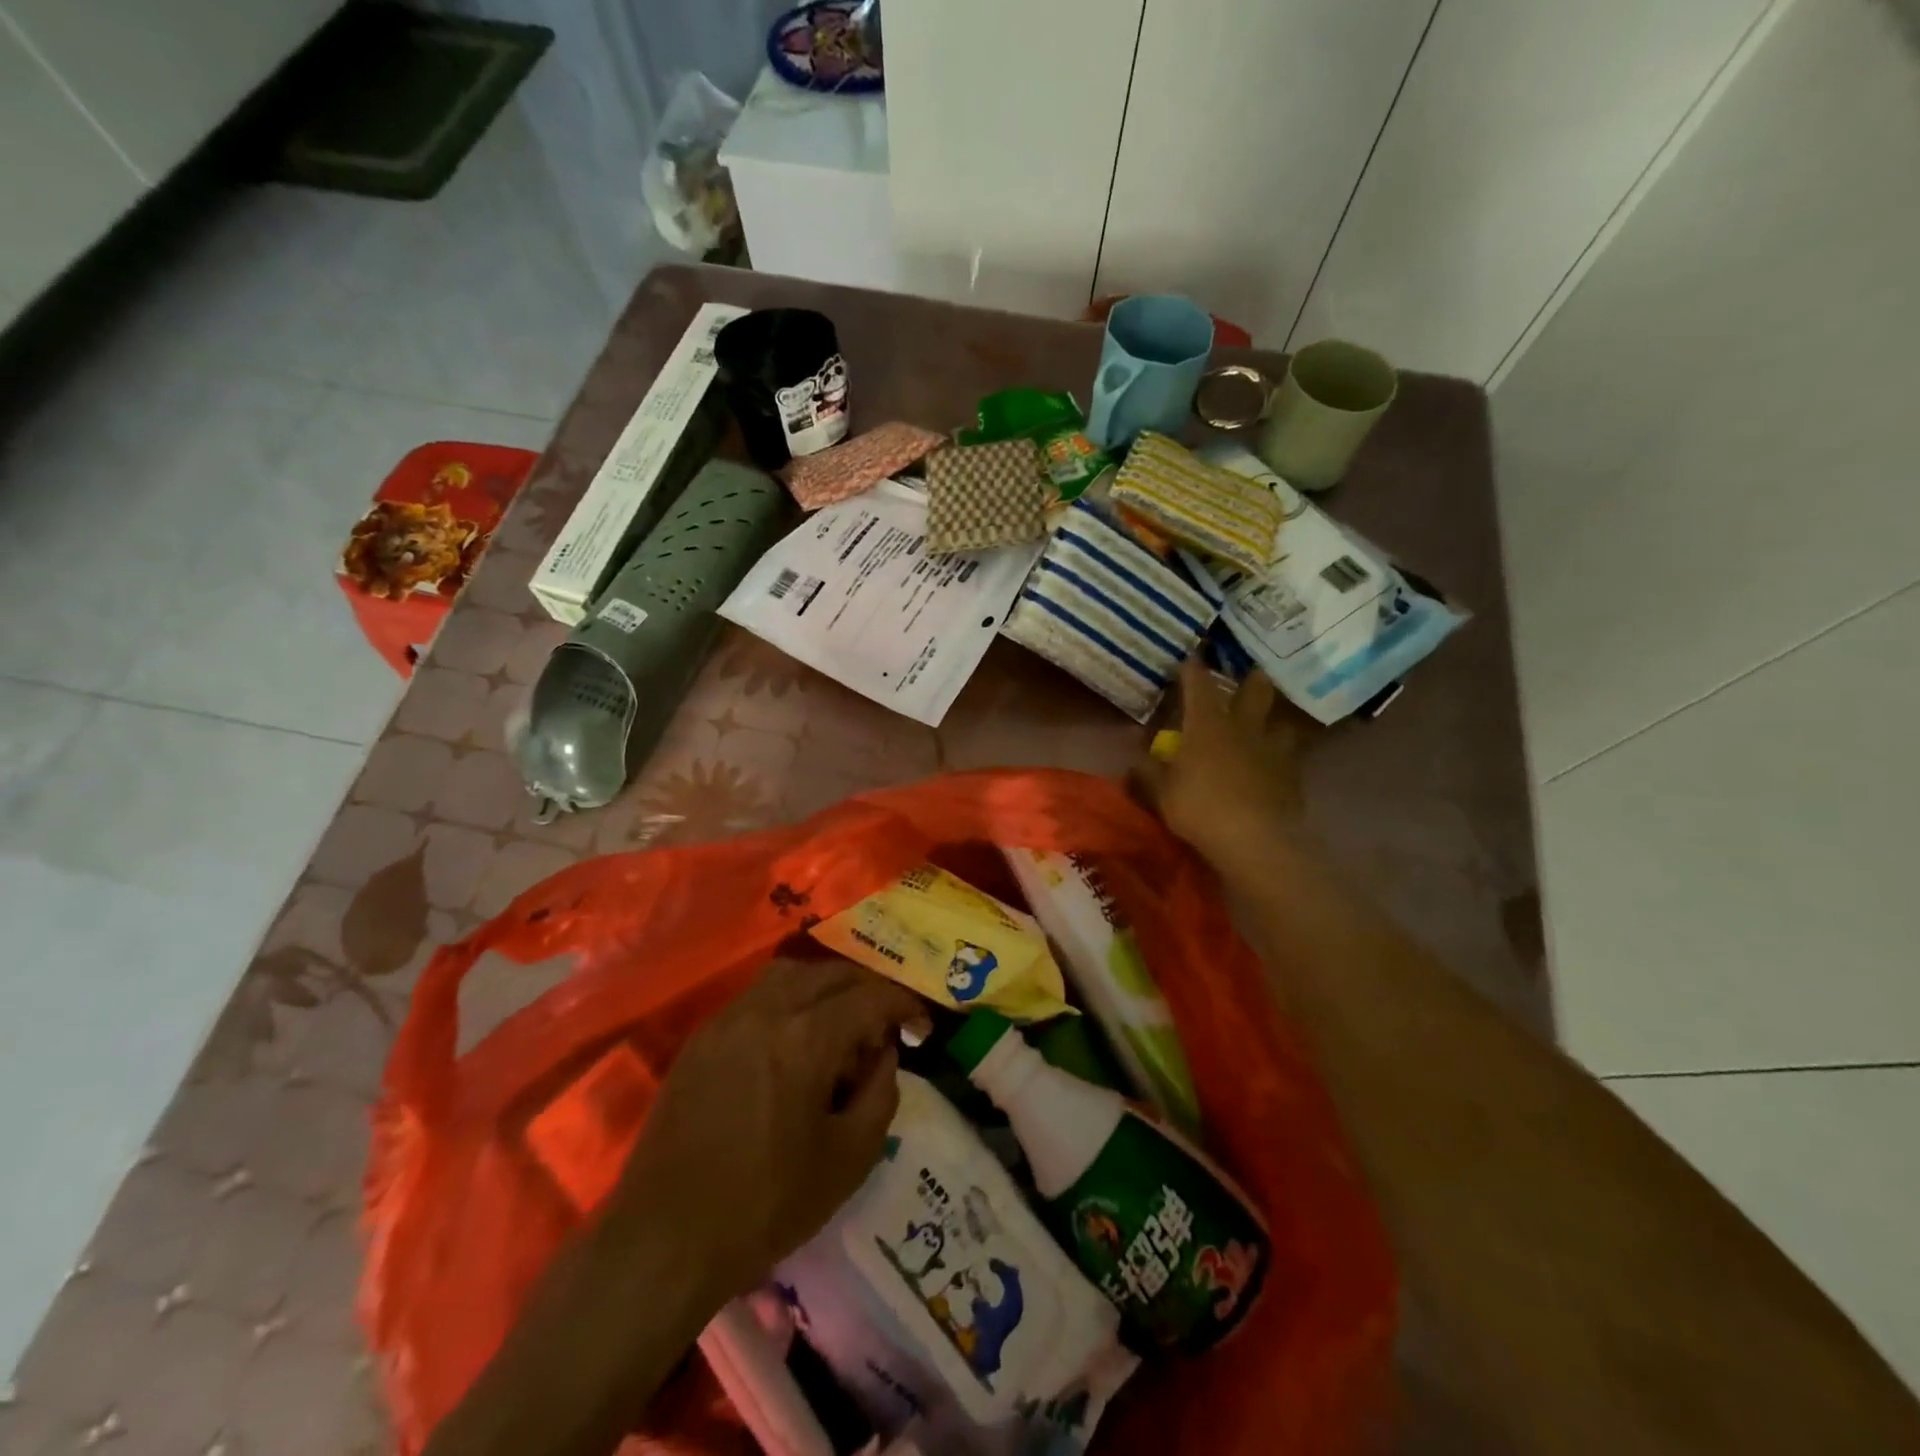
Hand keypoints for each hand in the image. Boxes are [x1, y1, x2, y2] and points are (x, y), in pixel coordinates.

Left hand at [425, 960, 927, 1455]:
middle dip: (867, 990)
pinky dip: (789, 1000)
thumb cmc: (765, 1206)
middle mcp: (767, 1011)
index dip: (904, 1005)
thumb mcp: (848, 1160)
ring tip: (840, 1027)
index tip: (922, 1025)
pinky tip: (794, 1042)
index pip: (871, 996)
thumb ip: (881, 1094)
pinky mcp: (702, 1037)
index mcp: (807, 1038)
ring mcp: (728, 1019)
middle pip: (832, 973)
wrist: (663, 1241)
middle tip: (884, 1027)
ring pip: (791, 973)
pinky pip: (758, 995)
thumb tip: (885, 1054)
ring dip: (826, 987)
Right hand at [1136, 656, 1304, 876]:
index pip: (1199, 684)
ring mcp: (1273, 750)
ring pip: (1281, 722)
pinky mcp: (1293, 776)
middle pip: (1256, 689)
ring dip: (1273, 721)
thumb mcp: (1161, 793)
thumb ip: (1147, 771)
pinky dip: (1281, 758)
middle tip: (1248, 675)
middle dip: (1252, 678)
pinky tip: (1274, 769)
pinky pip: (1289, 758)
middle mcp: (1243, 727)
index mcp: (1207, 725)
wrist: (1255, 840)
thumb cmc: (1200, 808)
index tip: (1191, 657)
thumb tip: (1134, 756)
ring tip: (1266, 727)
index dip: (1193, 668)